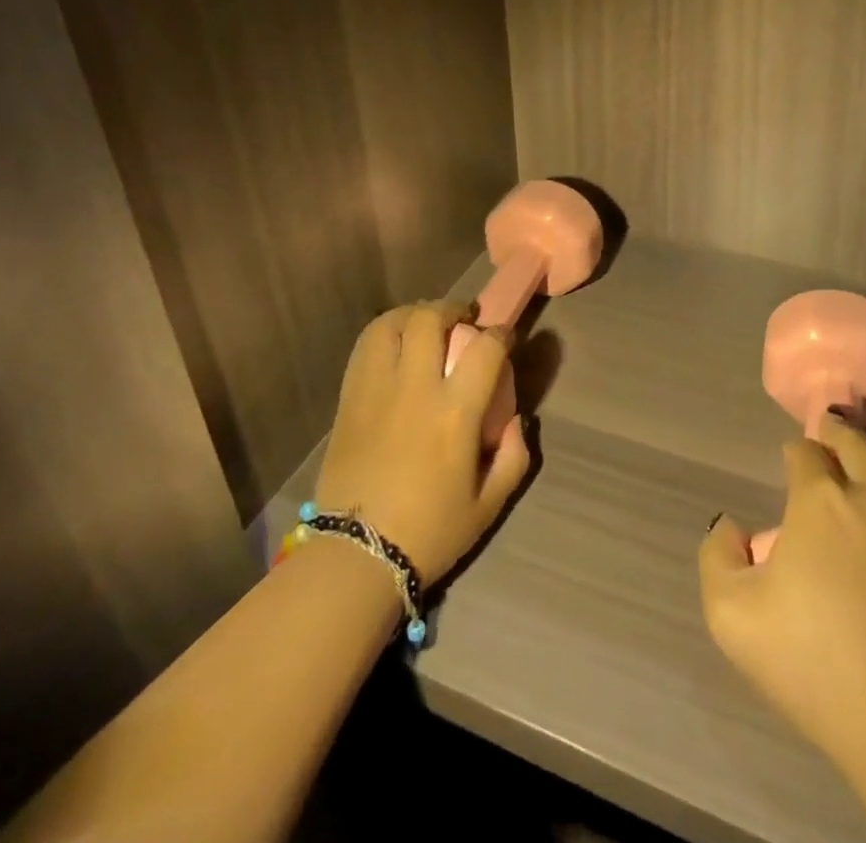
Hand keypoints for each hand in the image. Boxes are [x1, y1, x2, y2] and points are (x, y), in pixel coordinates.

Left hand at [314, 301, 531, 583]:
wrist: (356, 555)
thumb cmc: (429, 532)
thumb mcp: (489, 505)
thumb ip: (513, 456)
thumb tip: (516, 419)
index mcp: (454, 412)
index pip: (485, 348)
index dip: (501, 334)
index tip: (505, 338)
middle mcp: (415, 388)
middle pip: (430, 319)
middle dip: (453, 309)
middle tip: (463, 319)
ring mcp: (376, 389)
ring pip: (391, 324)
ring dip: (414, 314)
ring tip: (425, 324)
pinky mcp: (349, 398)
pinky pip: (365, 347)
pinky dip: (384, 333)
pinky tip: (394, 346)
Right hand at [698, 416, 865, 770]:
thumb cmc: (815, 662)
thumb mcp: (731, 615)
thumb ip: (719, 556)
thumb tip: (732, 526)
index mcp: (821, 500)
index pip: (805, 451)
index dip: (794, 452)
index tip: (790, 461)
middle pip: (859, 446)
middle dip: (840, 434)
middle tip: (832, 434)